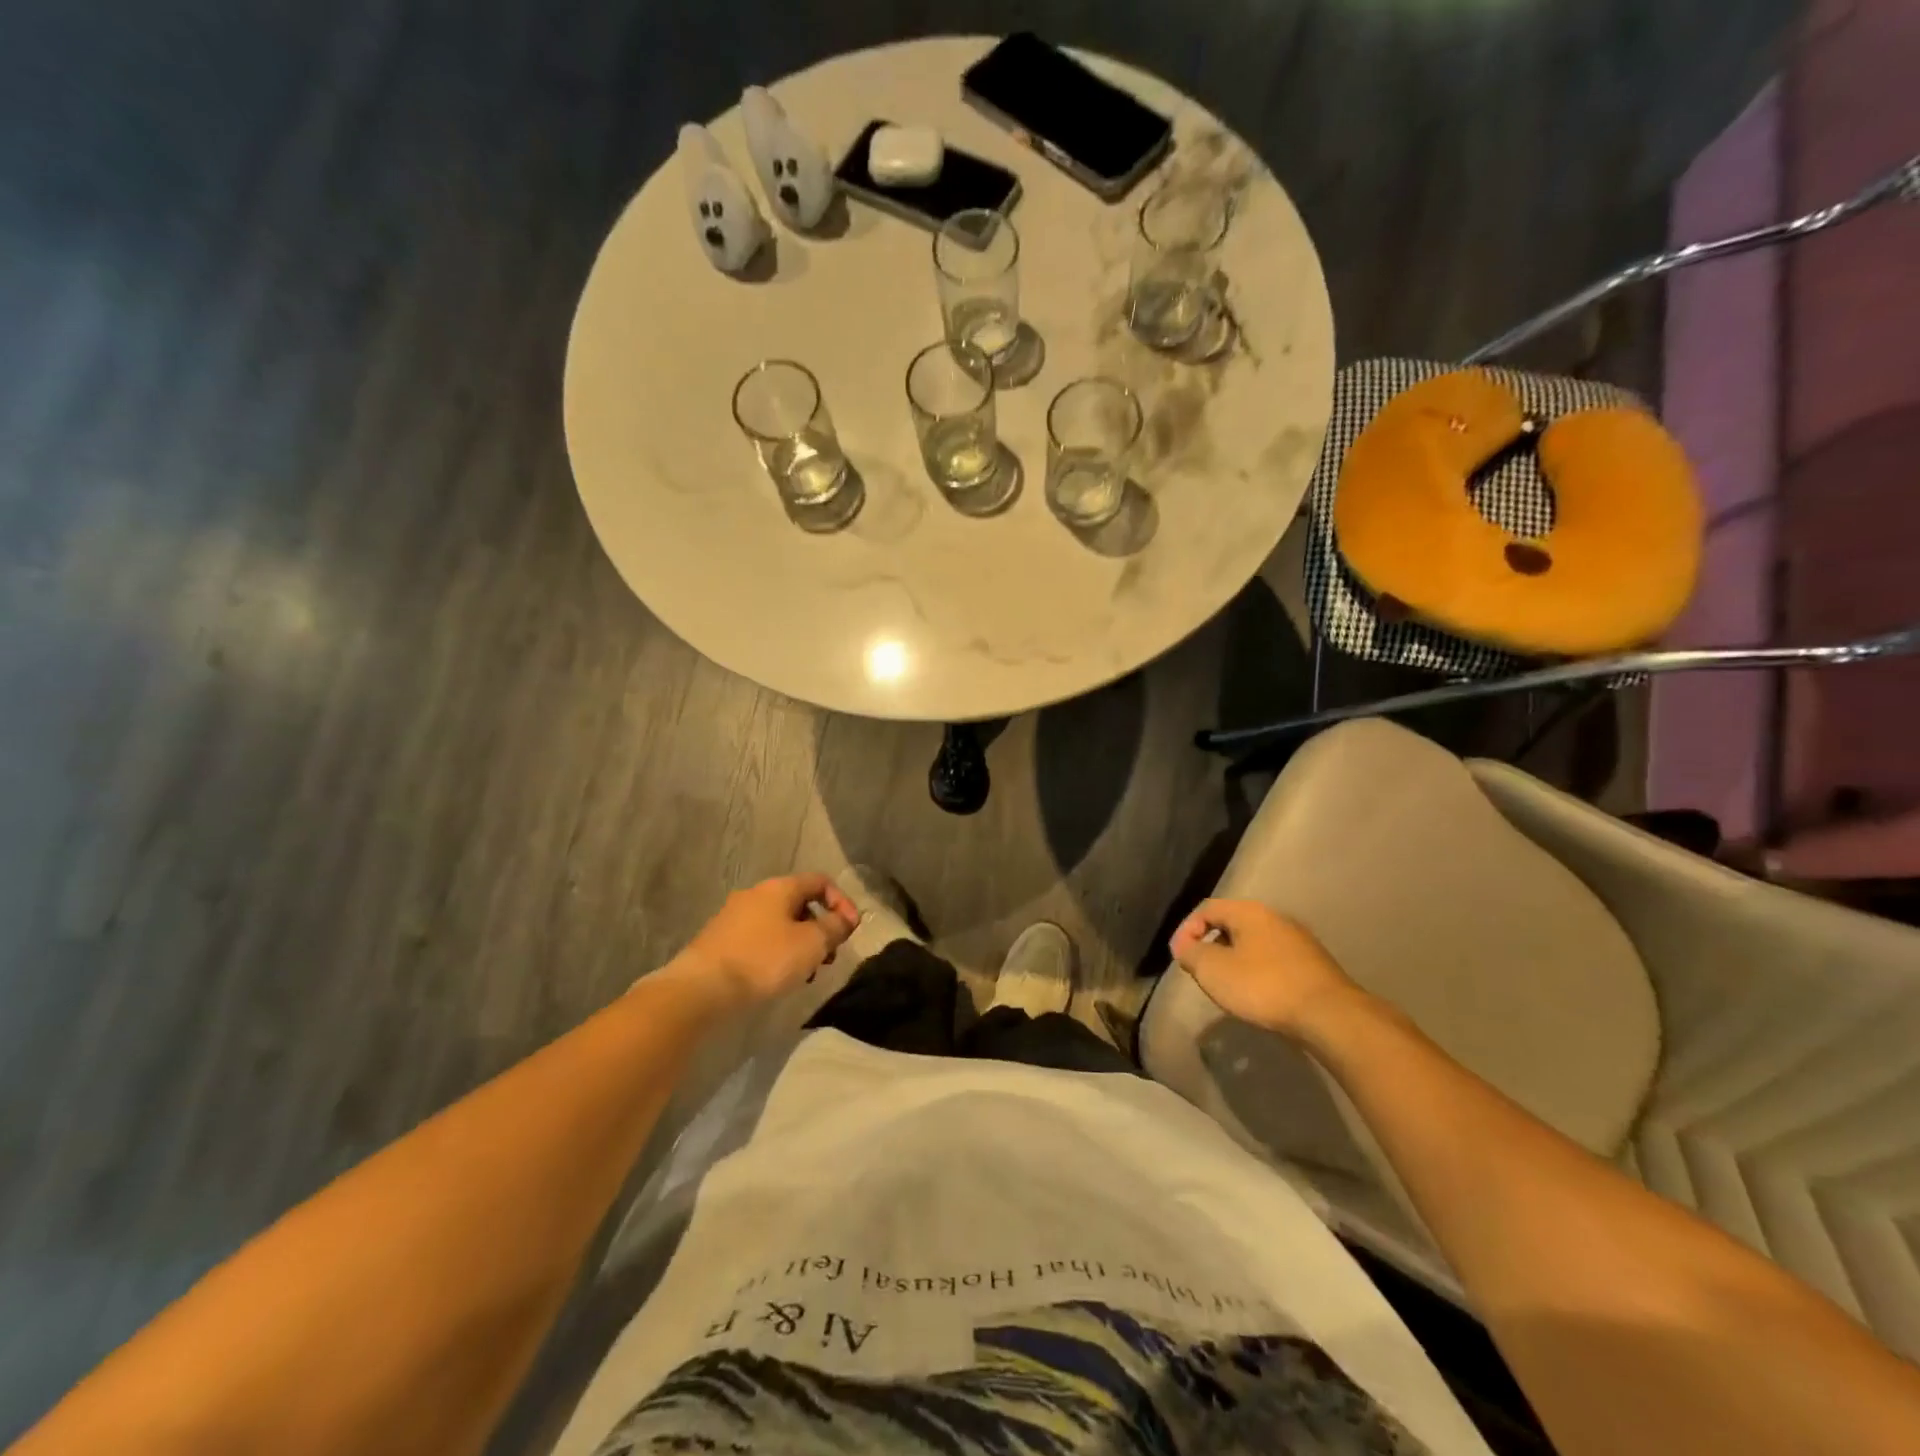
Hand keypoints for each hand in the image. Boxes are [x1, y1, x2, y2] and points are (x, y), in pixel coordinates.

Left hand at [672, 873, 858, 1010]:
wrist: (702, 988)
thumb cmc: (764, 960)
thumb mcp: (812, 944)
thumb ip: (835, 928)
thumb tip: (847, 918)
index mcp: (779, 887)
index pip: (820, 881)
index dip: (842, 902)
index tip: (850, 930)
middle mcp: (755, 894)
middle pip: (799, 903)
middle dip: (820, 928)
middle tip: (829, 956)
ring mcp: (734, 916)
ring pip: (779, 923)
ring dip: (799, 943)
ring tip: (806, 973)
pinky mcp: (720, 940)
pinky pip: (759, 939)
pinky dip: (776, 952)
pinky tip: (777, 978)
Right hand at [1168, 898, 1366, 1039]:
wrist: (1329, 1015)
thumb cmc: (1263, 986)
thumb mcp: (1213, 970)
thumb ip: (1191, 953)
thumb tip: (1185, 946)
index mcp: (1249, 911)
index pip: (1207, 909)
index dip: (1186, 930)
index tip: (1179, 957)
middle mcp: (1275, 917)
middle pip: (1232, 924)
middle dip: (1211, 945)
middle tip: (1201, 970)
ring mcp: (1298, 940)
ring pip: (1255, 943)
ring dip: (1235, 960)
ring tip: (1228, 985)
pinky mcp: (1314, 965)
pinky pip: (1274, 961)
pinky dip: (1258, 972)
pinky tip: (1258, 995)